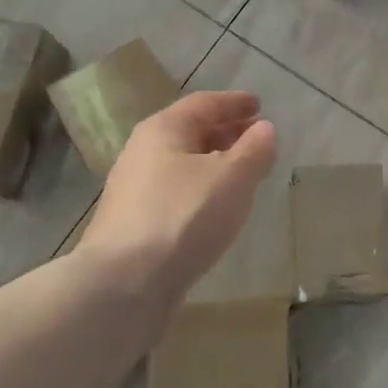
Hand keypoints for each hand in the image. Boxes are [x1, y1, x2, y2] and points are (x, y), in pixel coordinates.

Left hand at [80, 91, 277, 314]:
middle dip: (225, 133)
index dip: (234, 103)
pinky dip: (200, 190)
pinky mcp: (133, 224)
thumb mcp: (233, 178)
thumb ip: (254, 150)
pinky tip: (215, 209)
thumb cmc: (184, 217)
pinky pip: (175, 193)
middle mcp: (142, 152)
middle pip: (190, 132)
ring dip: (214, 164)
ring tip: (242, 175)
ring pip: (182, 165)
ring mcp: (133, 190)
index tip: (259, 106)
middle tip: (255, 139)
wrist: (124, 285)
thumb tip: (264, 129)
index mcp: (164, 129)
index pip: (204, 104)